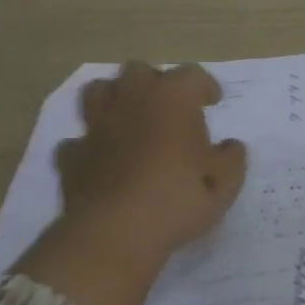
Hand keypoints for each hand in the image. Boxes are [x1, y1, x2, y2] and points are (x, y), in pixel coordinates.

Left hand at [55, 63, 246, 254]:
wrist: (116, 233)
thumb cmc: (179, 199)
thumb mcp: (225, 183)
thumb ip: (232, 159)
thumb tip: (230, 147)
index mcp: (173, 100)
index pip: (192, 74)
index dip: (205, 86)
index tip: (213, 102)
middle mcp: (132, 102)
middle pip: (139, 70)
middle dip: (155, 83)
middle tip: (170, 108)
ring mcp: (97, 127)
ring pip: (99, 91)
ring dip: (116, 99)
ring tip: (132, 120)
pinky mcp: (72, 156)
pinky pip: (79, 139)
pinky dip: (92, 145)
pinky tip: (104, 161)